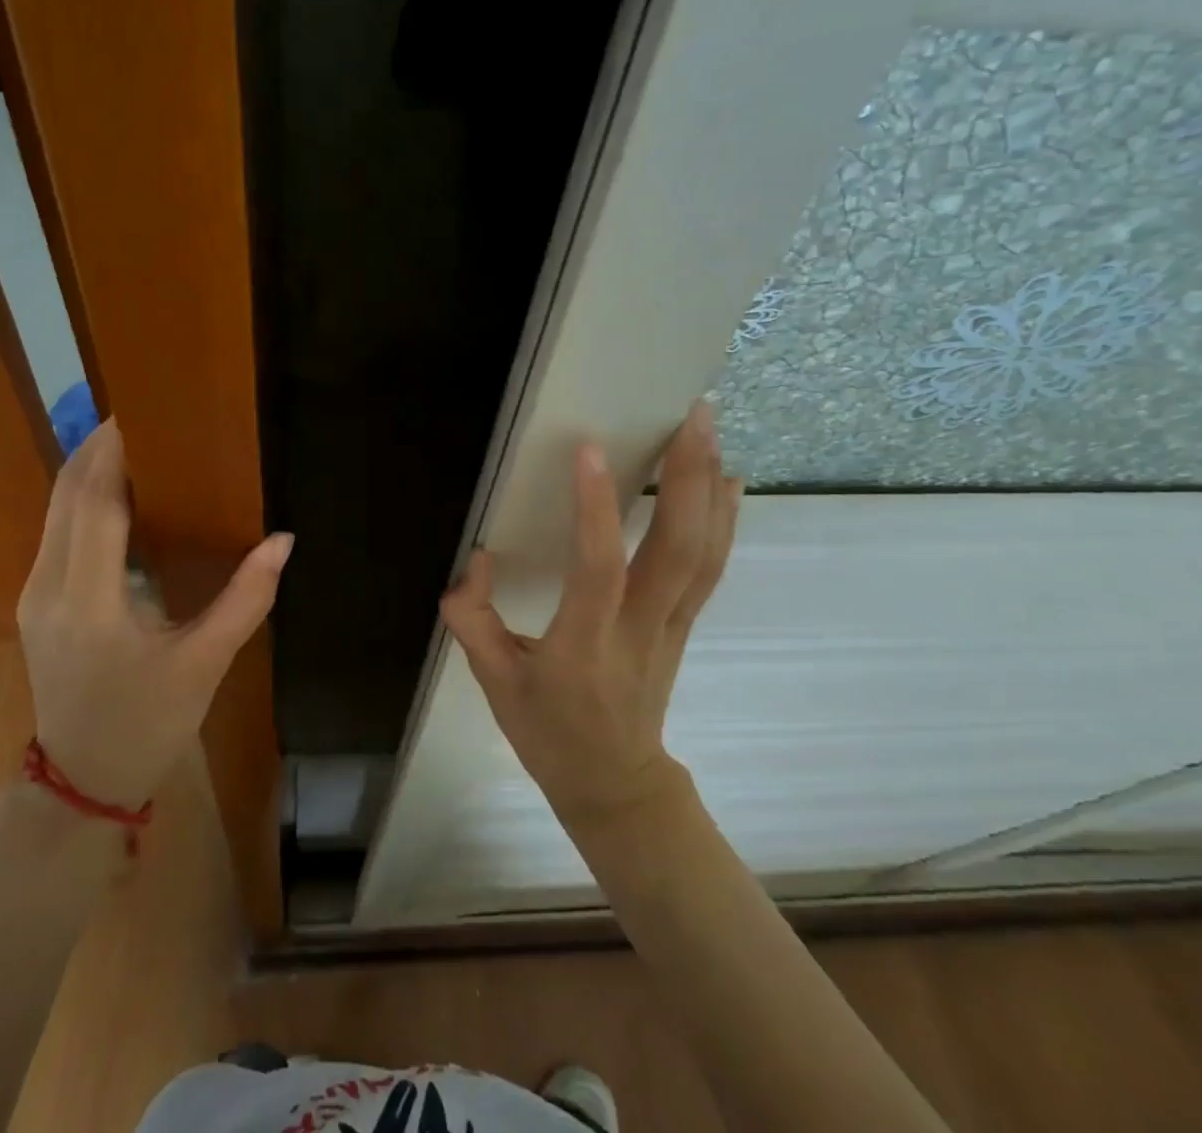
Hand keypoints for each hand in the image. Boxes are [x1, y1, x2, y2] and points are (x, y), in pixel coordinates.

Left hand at [18, 419, 293, 808]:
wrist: (82, 782)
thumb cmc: (148, 725)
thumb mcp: (204, 665)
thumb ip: (246, 599)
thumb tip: (283, 540)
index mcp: (88, 603)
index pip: (94, 504)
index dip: (114, 453)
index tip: (144, 414)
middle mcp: (48, 588)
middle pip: (66, 495)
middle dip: (98, 447)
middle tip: (144, 415)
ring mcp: (33, 594)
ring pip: (54, 510)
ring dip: (88, 468)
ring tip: (134, 440)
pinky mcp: (35, 601)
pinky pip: (56, 530)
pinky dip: (82, 497)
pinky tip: (118, 490)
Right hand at [441, 399, 741, 822]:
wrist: (615, 785)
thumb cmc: (549, 734)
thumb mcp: (494, 685)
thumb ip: (473, 620)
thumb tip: (475, 559)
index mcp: (584, 645)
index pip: (597, 570)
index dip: (596, 511)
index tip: (590, 450)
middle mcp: (638, 629)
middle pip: (678, 551)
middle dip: (688, 478)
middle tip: (693, 416)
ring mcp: (671, 626)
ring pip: (704, 554)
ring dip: (711, 487)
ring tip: (711, 429)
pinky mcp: (683, 624)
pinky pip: (710, 568)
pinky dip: (723, 519)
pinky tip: (728, 480)